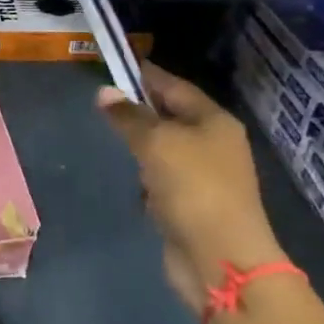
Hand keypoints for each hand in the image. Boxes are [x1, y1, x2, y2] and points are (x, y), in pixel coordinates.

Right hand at [97, 64, 283, 314]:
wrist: (220, 258)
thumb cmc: (193, 188)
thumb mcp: (155, 143)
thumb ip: (128, 117)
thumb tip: (104, 91)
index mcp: (214, 121)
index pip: (174, 86)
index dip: (144, 75)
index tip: (114, 65)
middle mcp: (214, 143)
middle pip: (170, 116)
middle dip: (139, 111)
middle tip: (103, 103)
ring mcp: (205, 175)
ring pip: (165, 148)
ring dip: (141, 147)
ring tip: (113, 141)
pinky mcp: (192, 203)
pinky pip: (163, 178)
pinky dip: (147, 178)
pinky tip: (133, 184)